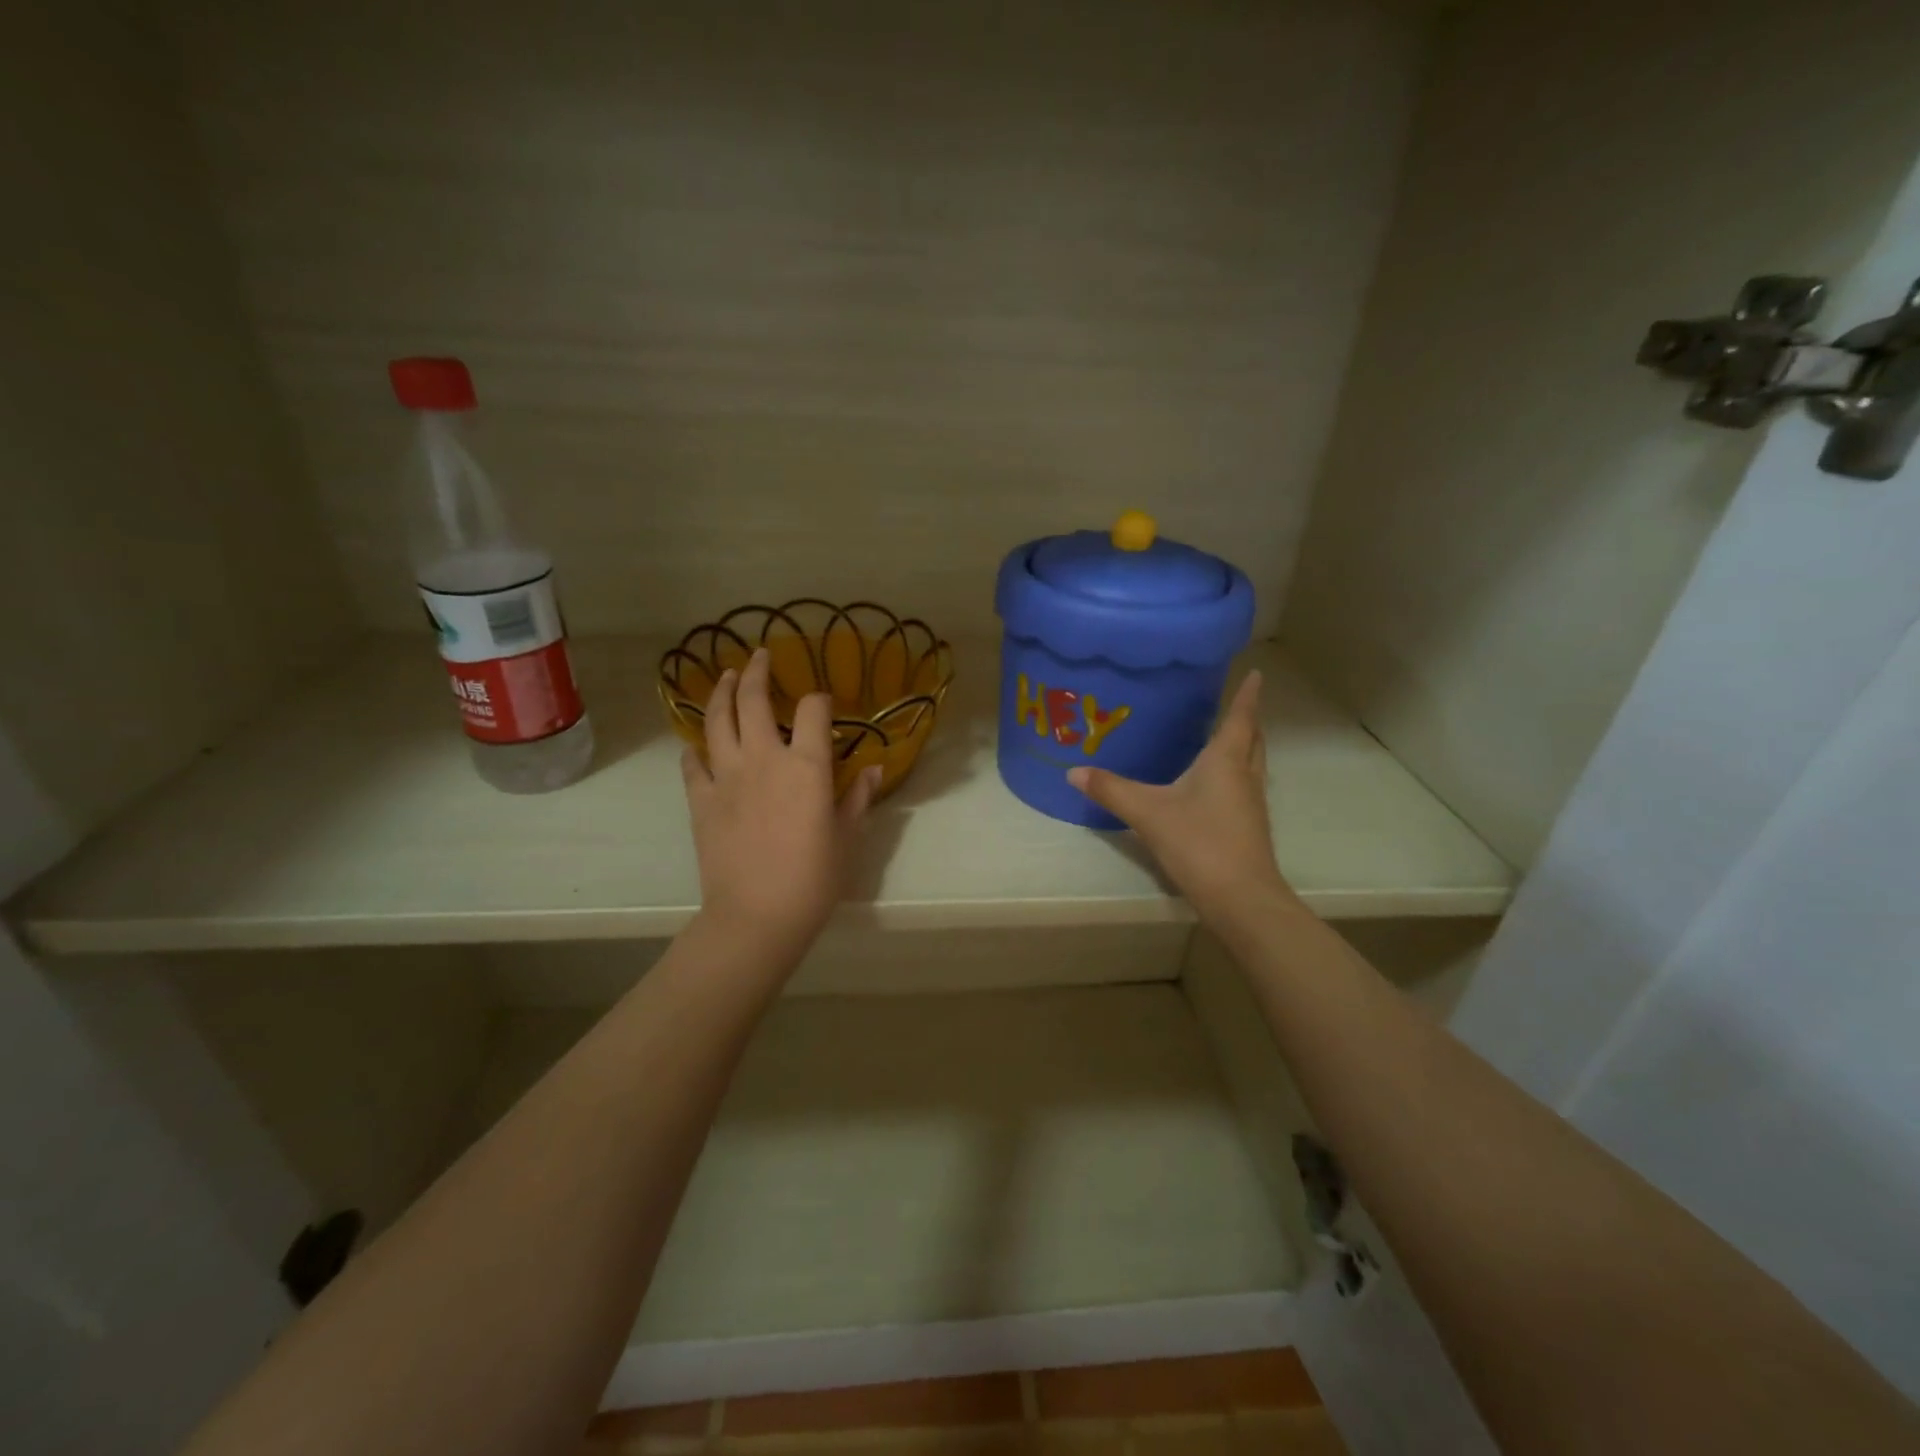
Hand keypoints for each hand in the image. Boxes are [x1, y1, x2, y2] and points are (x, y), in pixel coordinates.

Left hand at [681, 648, 879, 950]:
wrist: (757, 916)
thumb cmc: (813, 879)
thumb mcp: (847, 838)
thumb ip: (859, 798)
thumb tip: (875, 768)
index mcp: (806, 765)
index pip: (812, 710)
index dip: (819, 699)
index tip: (823, 702)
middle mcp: (764, 758)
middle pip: (752, 700)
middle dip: (756, 672)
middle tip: (759, 655)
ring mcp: (726, 776)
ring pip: (716, 720)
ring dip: (720, 692)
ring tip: (725, 677)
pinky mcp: (700, 799)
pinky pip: (693, 762)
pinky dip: (696, 747)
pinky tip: (699, 743)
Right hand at [1067, 671, 1293, 924]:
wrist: (1240, 897)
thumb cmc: (1199, 842)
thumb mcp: (1147, 812)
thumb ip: (1110, 790)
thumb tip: (1074, 771)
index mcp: (1225, 761)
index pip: (1241, 718)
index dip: (1247, 695)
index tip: (1257, 673)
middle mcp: (1244, 776)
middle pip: (1253, 740)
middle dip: (1247, 720)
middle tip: (1236, 704)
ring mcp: (1251, 805)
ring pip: (1252, 765)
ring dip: (1244, 748)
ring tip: (1225, 739)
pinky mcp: (1249, 828)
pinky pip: (1244, 788)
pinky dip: (1235, 775)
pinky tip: (1214, 787)